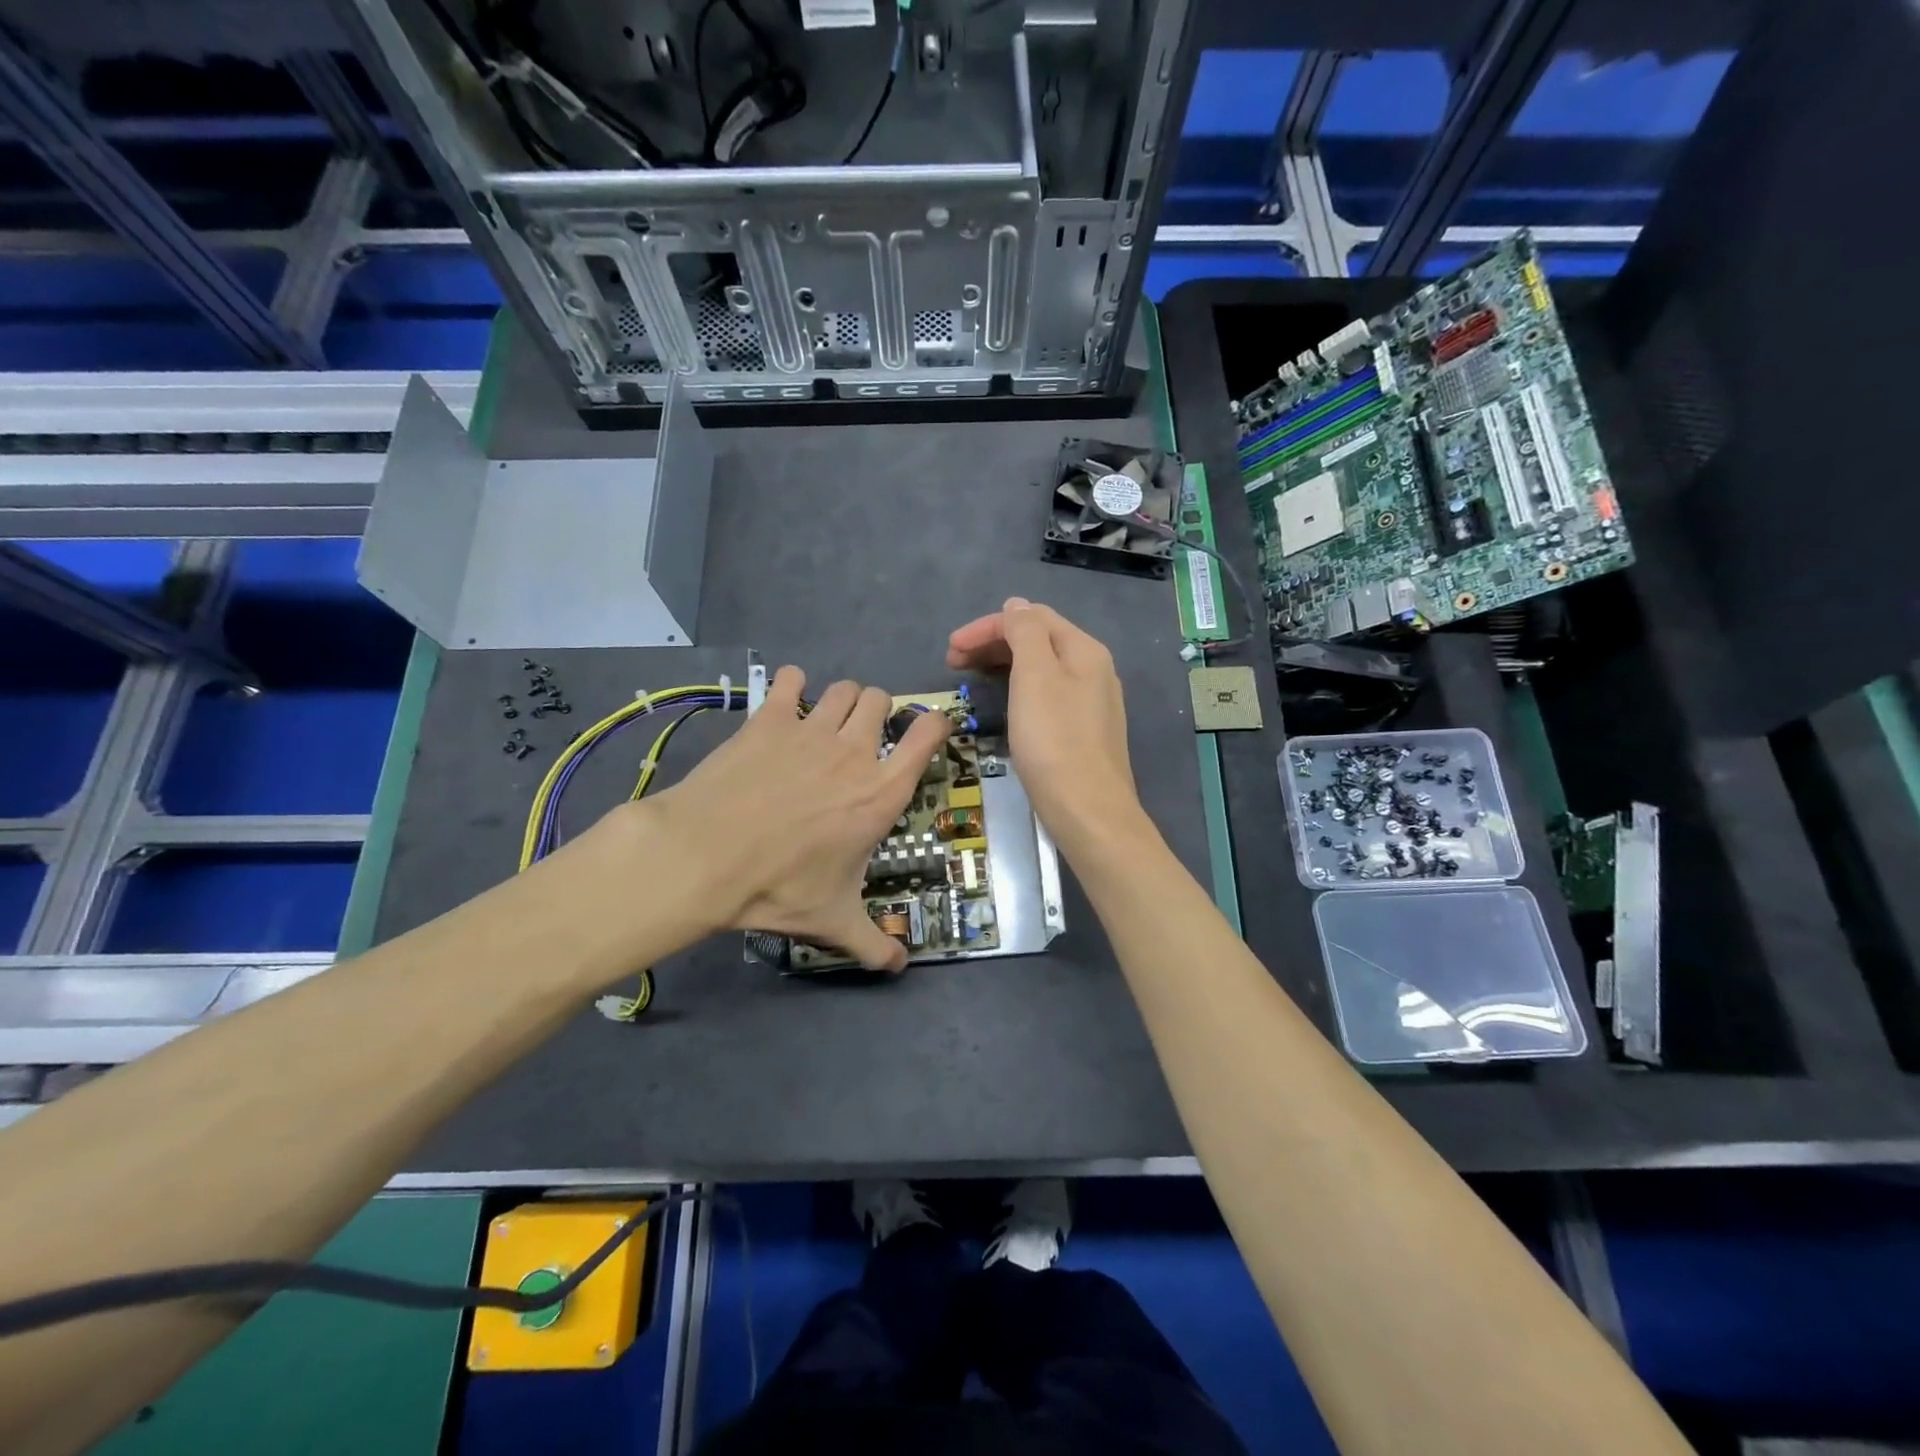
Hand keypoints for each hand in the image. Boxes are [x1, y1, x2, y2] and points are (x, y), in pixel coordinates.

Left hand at [640, 667, 950, 970]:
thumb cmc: (780, 887)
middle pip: (882, 700)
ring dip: (842, 700)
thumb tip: (898, 968)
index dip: (934, 724)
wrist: (706, 857)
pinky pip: (791, 680)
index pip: (928, 734)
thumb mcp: (834, 920)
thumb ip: (872, 943)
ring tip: (826, 721)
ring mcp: (812, 729)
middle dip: (877, 712)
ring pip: (844, 688)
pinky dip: (792, 685)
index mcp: (882, 791)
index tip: (926, 731)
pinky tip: (786, 702)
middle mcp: (855, 751)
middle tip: (860, 737)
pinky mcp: (770, 718)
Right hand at [946, 596, 1142, 854]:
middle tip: (953, 663)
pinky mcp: (1084, 729)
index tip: (950, 650)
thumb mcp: (1035, 676)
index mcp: (1084, 649)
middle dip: (993, 643)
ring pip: (1041, 667)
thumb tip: (1017, 605)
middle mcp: (1093, 668)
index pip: (1030, 618)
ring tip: (971, 678)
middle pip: (1038, 639)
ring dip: (1003, 664)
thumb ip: (1026, 633)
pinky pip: (1046, 692)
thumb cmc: (1054, 741)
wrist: (1088, 810)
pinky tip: (1004, 701)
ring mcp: (1091, 701)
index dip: (987, 627)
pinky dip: (1018, 687)